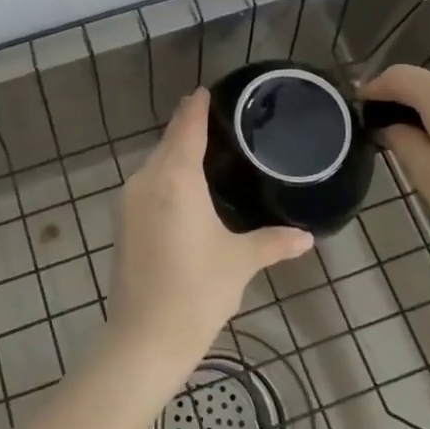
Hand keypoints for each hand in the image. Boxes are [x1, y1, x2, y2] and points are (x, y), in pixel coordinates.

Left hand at [106, 89, 312, 374]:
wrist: (144, 337)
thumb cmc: (198, 291)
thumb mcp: (240, 262)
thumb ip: (274, 243)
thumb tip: (307, 238)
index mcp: (176, 178)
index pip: (187, 128)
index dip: (196, 107)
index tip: (205, 90)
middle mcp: (147, 179)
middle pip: (168, 142)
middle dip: (186, 127)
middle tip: (213, 118)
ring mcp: (129, 200)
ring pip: (154, 163)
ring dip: (174, 152)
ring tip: (202, 150)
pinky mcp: (122, 221)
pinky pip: (146, 183)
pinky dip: (164, 175)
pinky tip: (182, 188)